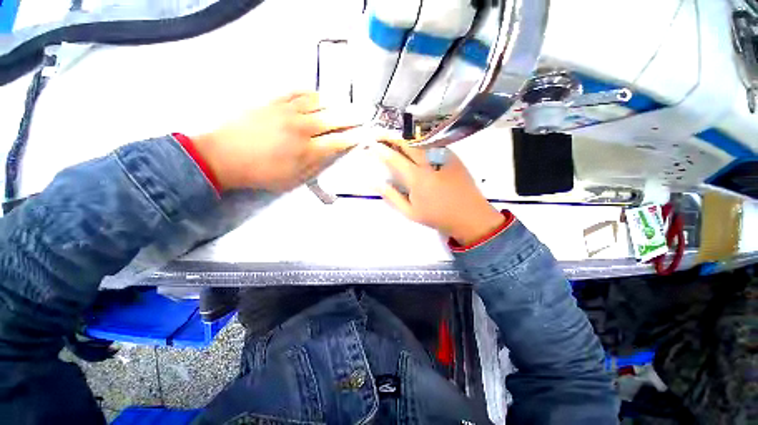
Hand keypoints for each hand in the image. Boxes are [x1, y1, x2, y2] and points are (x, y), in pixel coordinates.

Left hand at [193, 92, 357, 191]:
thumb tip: (330, 155)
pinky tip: (317, 94)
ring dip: (334, 103)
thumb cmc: (261, 173)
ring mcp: (287, 112)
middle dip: (351, 118)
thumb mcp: (293, 180)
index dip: (353, 138)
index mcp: (307, 150)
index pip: (338, 142)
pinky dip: (309, 92)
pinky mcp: (272, 102)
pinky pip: (295, 92)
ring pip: (317, 102)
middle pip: (333, 119)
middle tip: (362, 114)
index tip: (363, 135)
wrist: (224, 157)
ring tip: (344, 103)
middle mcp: (302, 128)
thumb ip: (315, 166)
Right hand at [373, 141, 503, 245]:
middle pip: (407, 143)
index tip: (371, 144)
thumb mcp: (410, 212)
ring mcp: (443, 157)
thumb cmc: (437, 216)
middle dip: (392, 136)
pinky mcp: (453, 156)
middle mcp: (428, 163)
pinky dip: (421, 142)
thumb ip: (391, 196)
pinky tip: (417, 145)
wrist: (469, 216)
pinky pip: (434, 144)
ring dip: (406, 137)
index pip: (394, 158)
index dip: (381, 149)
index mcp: (416, 178)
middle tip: (381, 134)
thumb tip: (374, 183)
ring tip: (396, 138)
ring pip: (421, 140)